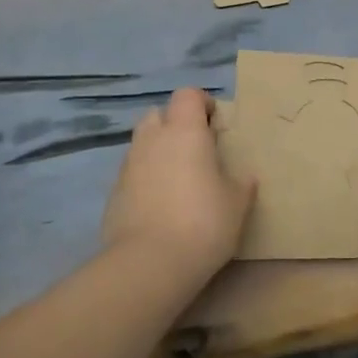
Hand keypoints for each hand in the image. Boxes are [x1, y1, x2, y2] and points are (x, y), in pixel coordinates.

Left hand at [102, 88, 254, 279]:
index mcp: (185, 131)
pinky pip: (132, 173)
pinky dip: (145, 179)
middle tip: (195, 151)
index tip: (215, 125)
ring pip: (142, 143)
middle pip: (158, 114)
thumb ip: (241, 184)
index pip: (187, 94)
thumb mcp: (237, 204)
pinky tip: (159, 205)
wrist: (149, 263)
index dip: (201, 103)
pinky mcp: (113, 192)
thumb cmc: (203, 223)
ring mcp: (128, 165)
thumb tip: (244, 177)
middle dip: (174, 124)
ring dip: (158, 151)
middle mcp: (152, 139)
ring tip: (177, 180)